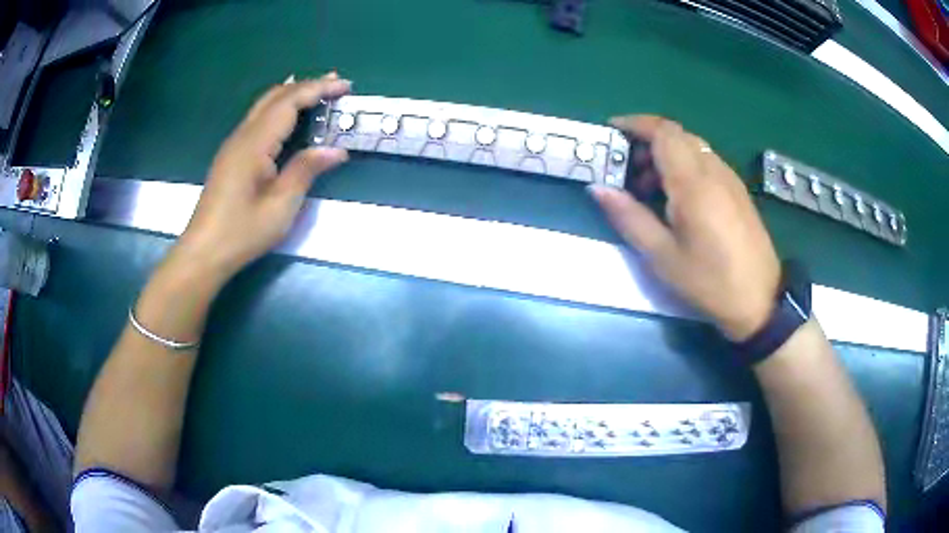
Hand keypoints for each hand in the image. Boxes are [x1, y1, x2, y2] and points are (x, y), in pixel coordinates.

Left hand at [174, 72, 351, 280]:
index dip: (318, 89)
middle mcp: (242, 136)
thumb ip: (305, 171)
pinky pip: (257, 118)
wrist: (204, 251)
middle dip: (306, 85)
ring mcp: (234, 145)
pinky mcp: (231, 156)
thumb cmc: (242, 232)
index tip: (345, 86)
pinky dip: (278, 107)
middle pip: (275, 96)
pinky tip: (286, 114)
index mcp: (255, 144)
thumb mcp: (280, 206)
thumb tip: (336, 150)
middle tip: (336, 83)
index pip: (289, 102)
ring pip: (264, 105)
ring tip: (316, 91)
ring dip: (292, 93)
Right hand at [590, 115, 779, 340]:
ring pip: (692, 147)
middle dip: (647, 142)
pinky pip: (706, 162)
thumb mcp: (663, 256)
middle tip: (627, 170)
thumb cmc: (709, 281)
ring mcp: (729, 178)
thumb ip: (629, 217)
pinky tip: (678, 199)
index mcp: (692, 182)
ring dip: (666, 155)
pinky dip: (684, 166)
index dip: (635, 124)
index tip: (612, 132)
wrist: (760, 299)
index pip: (662, 132)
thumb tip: (597, 189)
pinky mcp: (738, 190)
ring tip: (649, 190)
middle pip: (676, 135)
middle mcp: (713, 170)